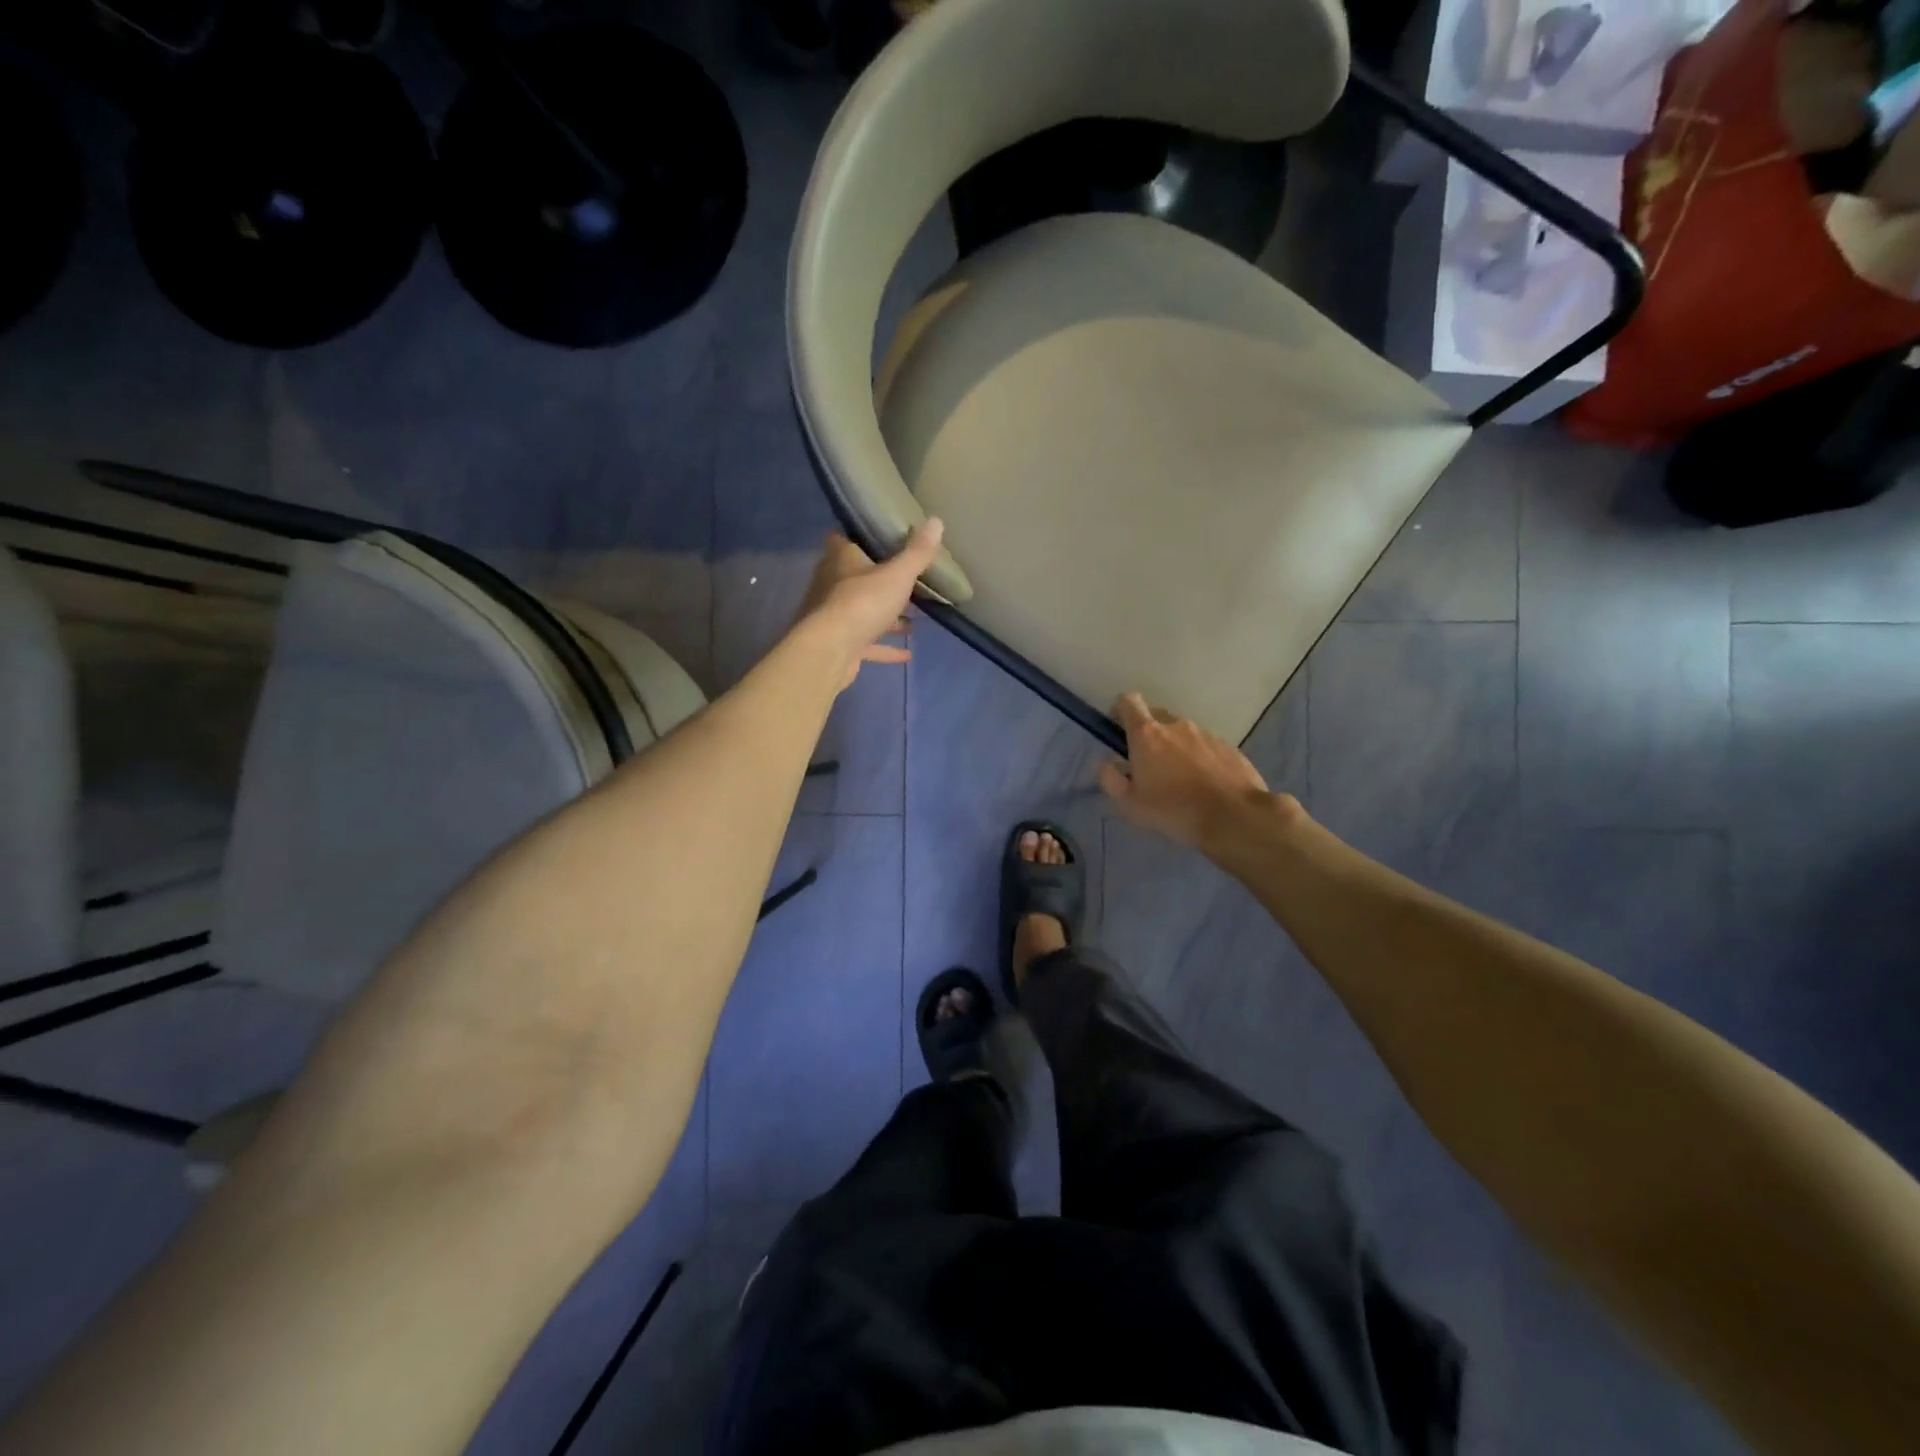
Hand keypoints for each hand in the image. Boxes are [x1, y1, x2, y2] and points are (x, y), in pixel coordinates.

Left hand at [794, 520, 944, 690]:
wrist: (830, 651)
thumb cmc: (862, 602)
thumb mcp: (897, 575)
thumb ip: (917, 553)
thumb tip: (937, 521)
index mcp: (841, 559)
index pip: (843, 539)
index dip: (860, 537)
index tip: (882, 538)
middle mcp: (832, 584)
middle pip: (856, 577)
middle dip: (880, 580)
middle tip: (907, 581)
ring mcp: (834, 617)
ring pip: (863, 612)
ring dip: (886, 616)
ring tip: (913, 619)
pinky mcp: (840, 645)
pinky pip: (867, 643)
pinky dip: (886, 647)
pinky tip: (908, 653)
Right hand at [1098, 693, 1278, 849]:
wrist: (1234, 817)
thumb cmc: (1173, 810)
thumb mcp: (1129, 804)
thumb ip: (1110, 778)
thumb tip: (1107, 762)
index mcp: (1147, 734)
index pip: (1129, 701)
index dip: (1120, 710)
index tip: (1119, 728)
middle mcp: (1176, 725)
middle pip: (1156, 715)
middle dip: (1148, 732)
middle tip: (1148, 762)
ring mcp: (1206, 734)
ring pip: (1182, 732)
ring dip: (1175, 746)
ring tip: (1180, 778)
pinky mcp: (1229, 747)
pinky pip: (1205, 745)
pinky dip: (1199, 757)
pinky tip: (1204, 783)